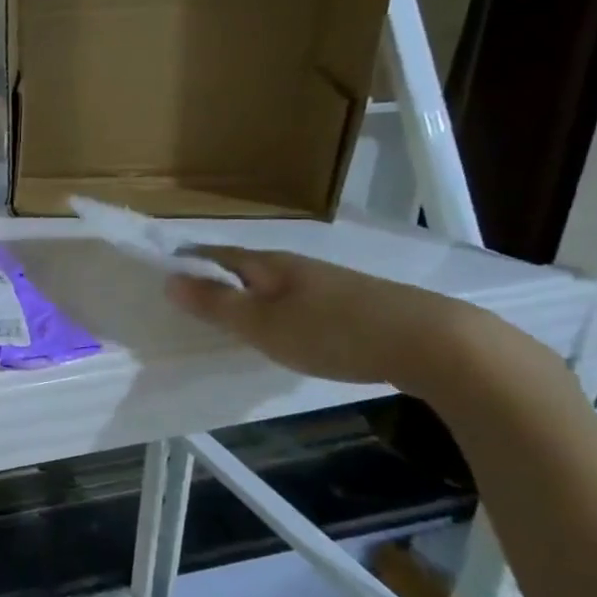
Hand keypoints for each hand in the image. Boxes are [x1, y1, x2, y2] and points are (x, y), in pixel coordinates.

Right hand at [164, 246, 501, 395]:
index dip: (191, 259)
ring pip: (277, 285)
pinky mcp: (356, 305)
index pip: (219, 254)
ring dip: (251, 295)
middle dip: (219, 278)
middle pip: (248, 268)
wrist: (431, 342)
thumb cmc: (332, 332)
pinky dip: (281, 311)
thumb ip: (216, 304)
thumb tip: (169, 280)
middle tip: (190, 296)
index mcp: (270, 265)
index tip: (165, 269)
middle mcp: (298, 267)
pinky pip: (302, 302)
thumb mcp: (262, 324)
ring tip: (232, 316)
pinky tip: (286, 330)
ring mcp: (330, 285)